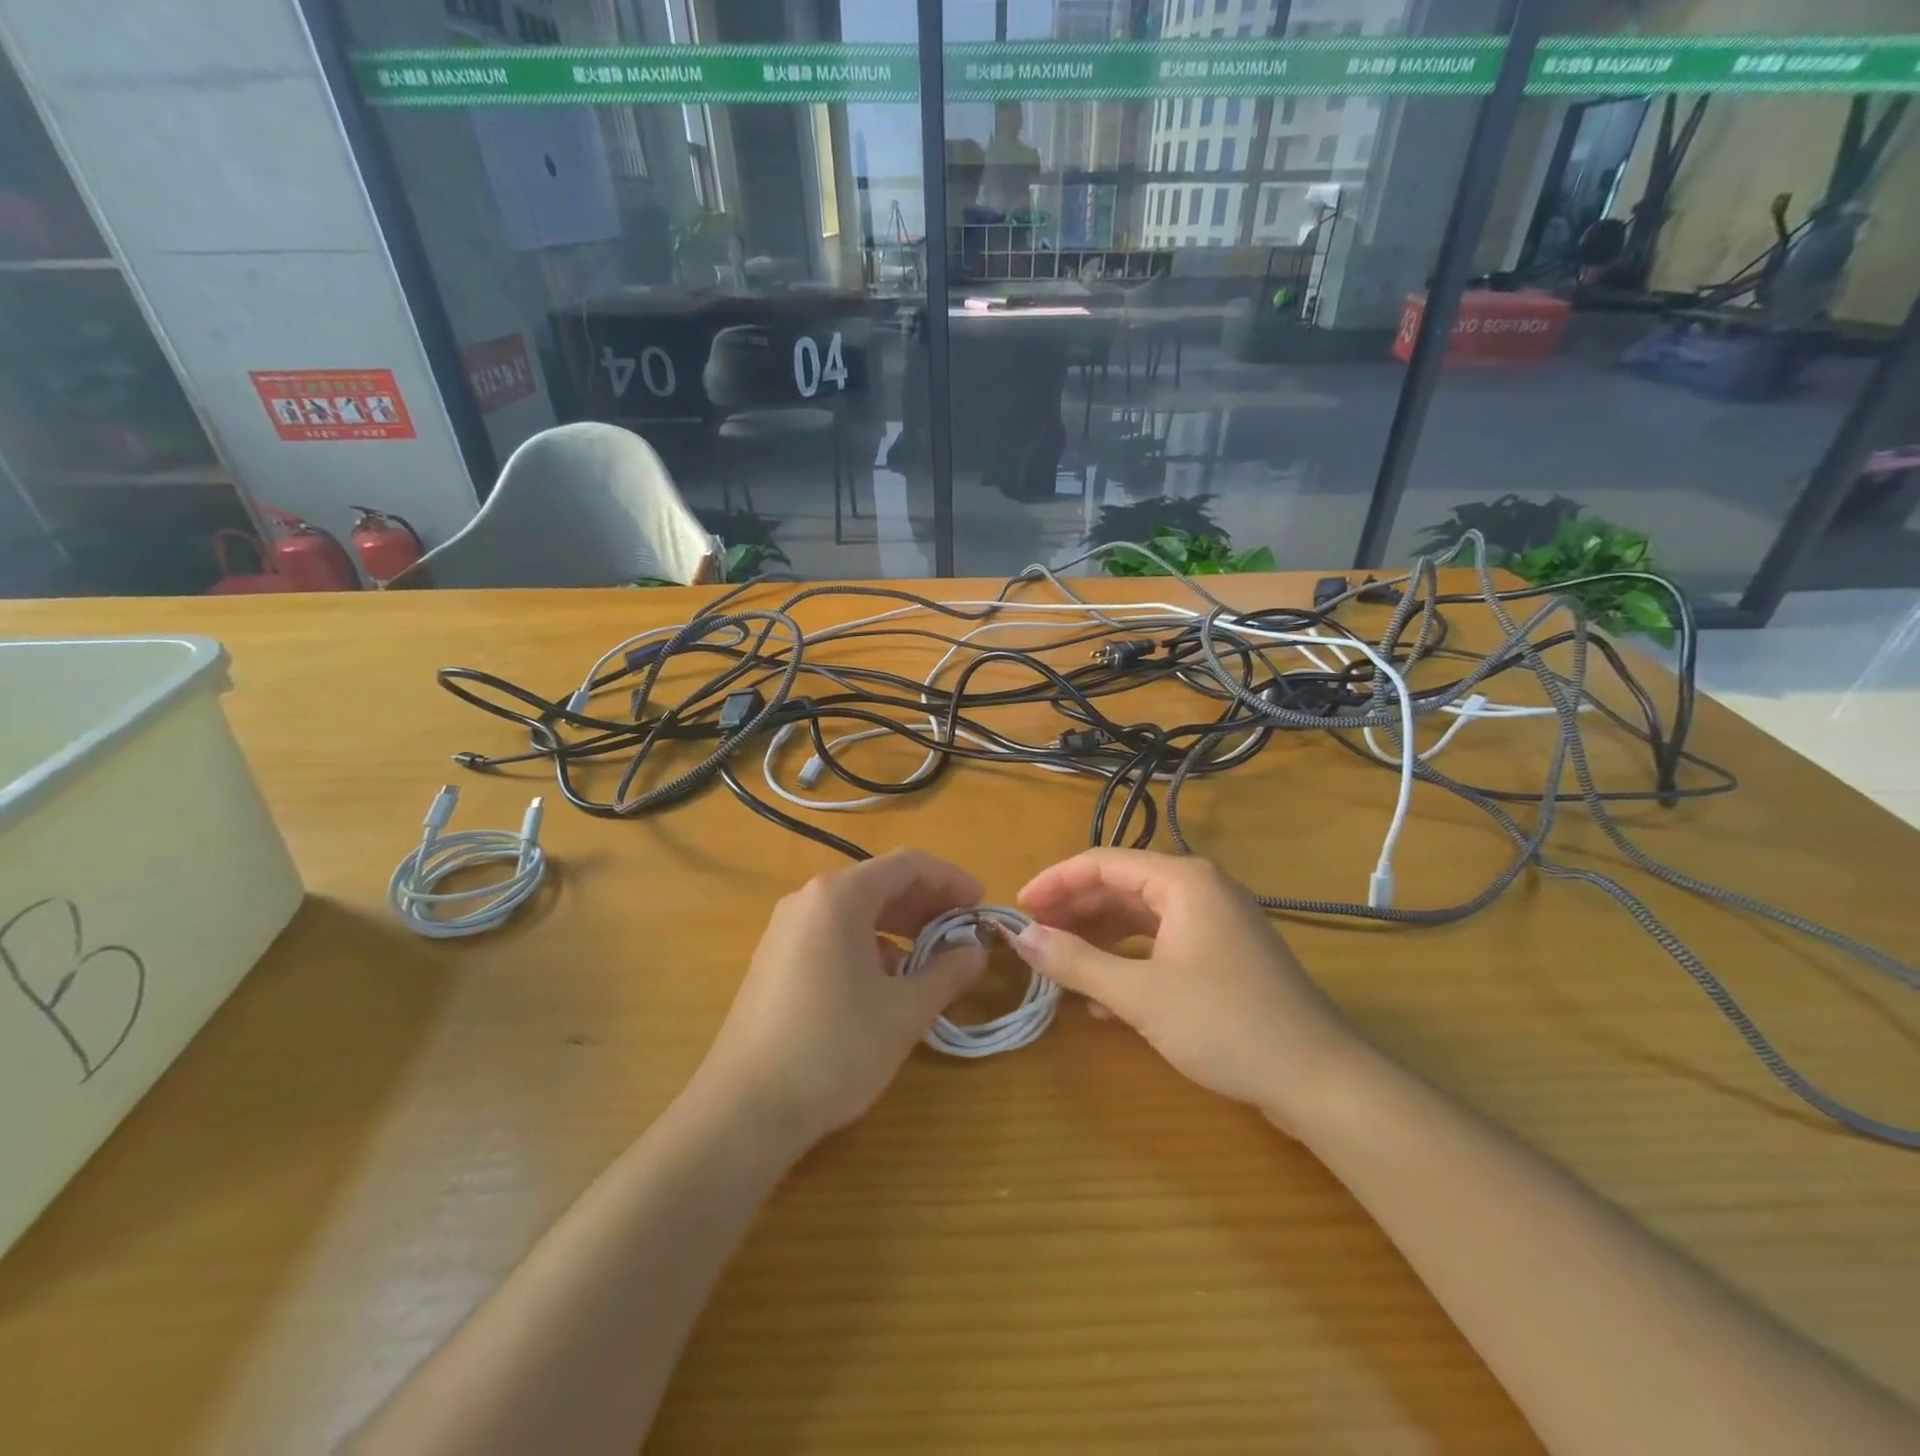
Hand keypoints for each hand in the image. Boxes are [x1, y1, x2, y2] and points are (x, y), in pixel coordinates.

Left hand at [696, 849, 985, 1147]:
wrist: (743, 1110)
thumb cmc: (834, 1049)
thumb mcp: (904, 1012)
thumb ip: (948, 972)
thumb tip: (976, 950)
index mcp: (839, 897)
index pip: (908, 865)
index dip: (951, 880)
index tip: (981, 906)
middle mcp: (808, 900)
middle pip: (880, 883)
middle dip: (928, 904)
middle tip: (963, 933)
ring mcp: (786, 929)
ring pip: (857, 910)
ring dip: (900, 926)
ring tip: (932, 959)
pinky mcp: (775, 959)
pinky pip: (833, 933)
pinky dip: (870, 944)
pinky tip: (887, 981)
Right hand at [1012, 849, 1367, 1129]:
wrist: (1319, 1079)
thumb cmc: (1225, 1024)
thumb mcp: (1139, 995)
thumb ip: (1076, 962)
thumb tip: (1021, 938)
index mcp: (1182, 880)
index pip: (1101, 863)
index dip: (1054, 882)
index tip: (1018, 909)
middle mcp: (1199, 888)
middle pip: (1120, 885)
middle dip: (1074, 910)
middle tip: (1034, 937)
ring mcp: (1215, 921)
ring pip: (1140, 915)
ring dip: (1098, 937)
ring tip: (1061, 965)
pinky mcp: (1223, 953)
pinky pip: (1161, 941)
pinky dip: (1128, 959)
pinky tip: (1103, 995)